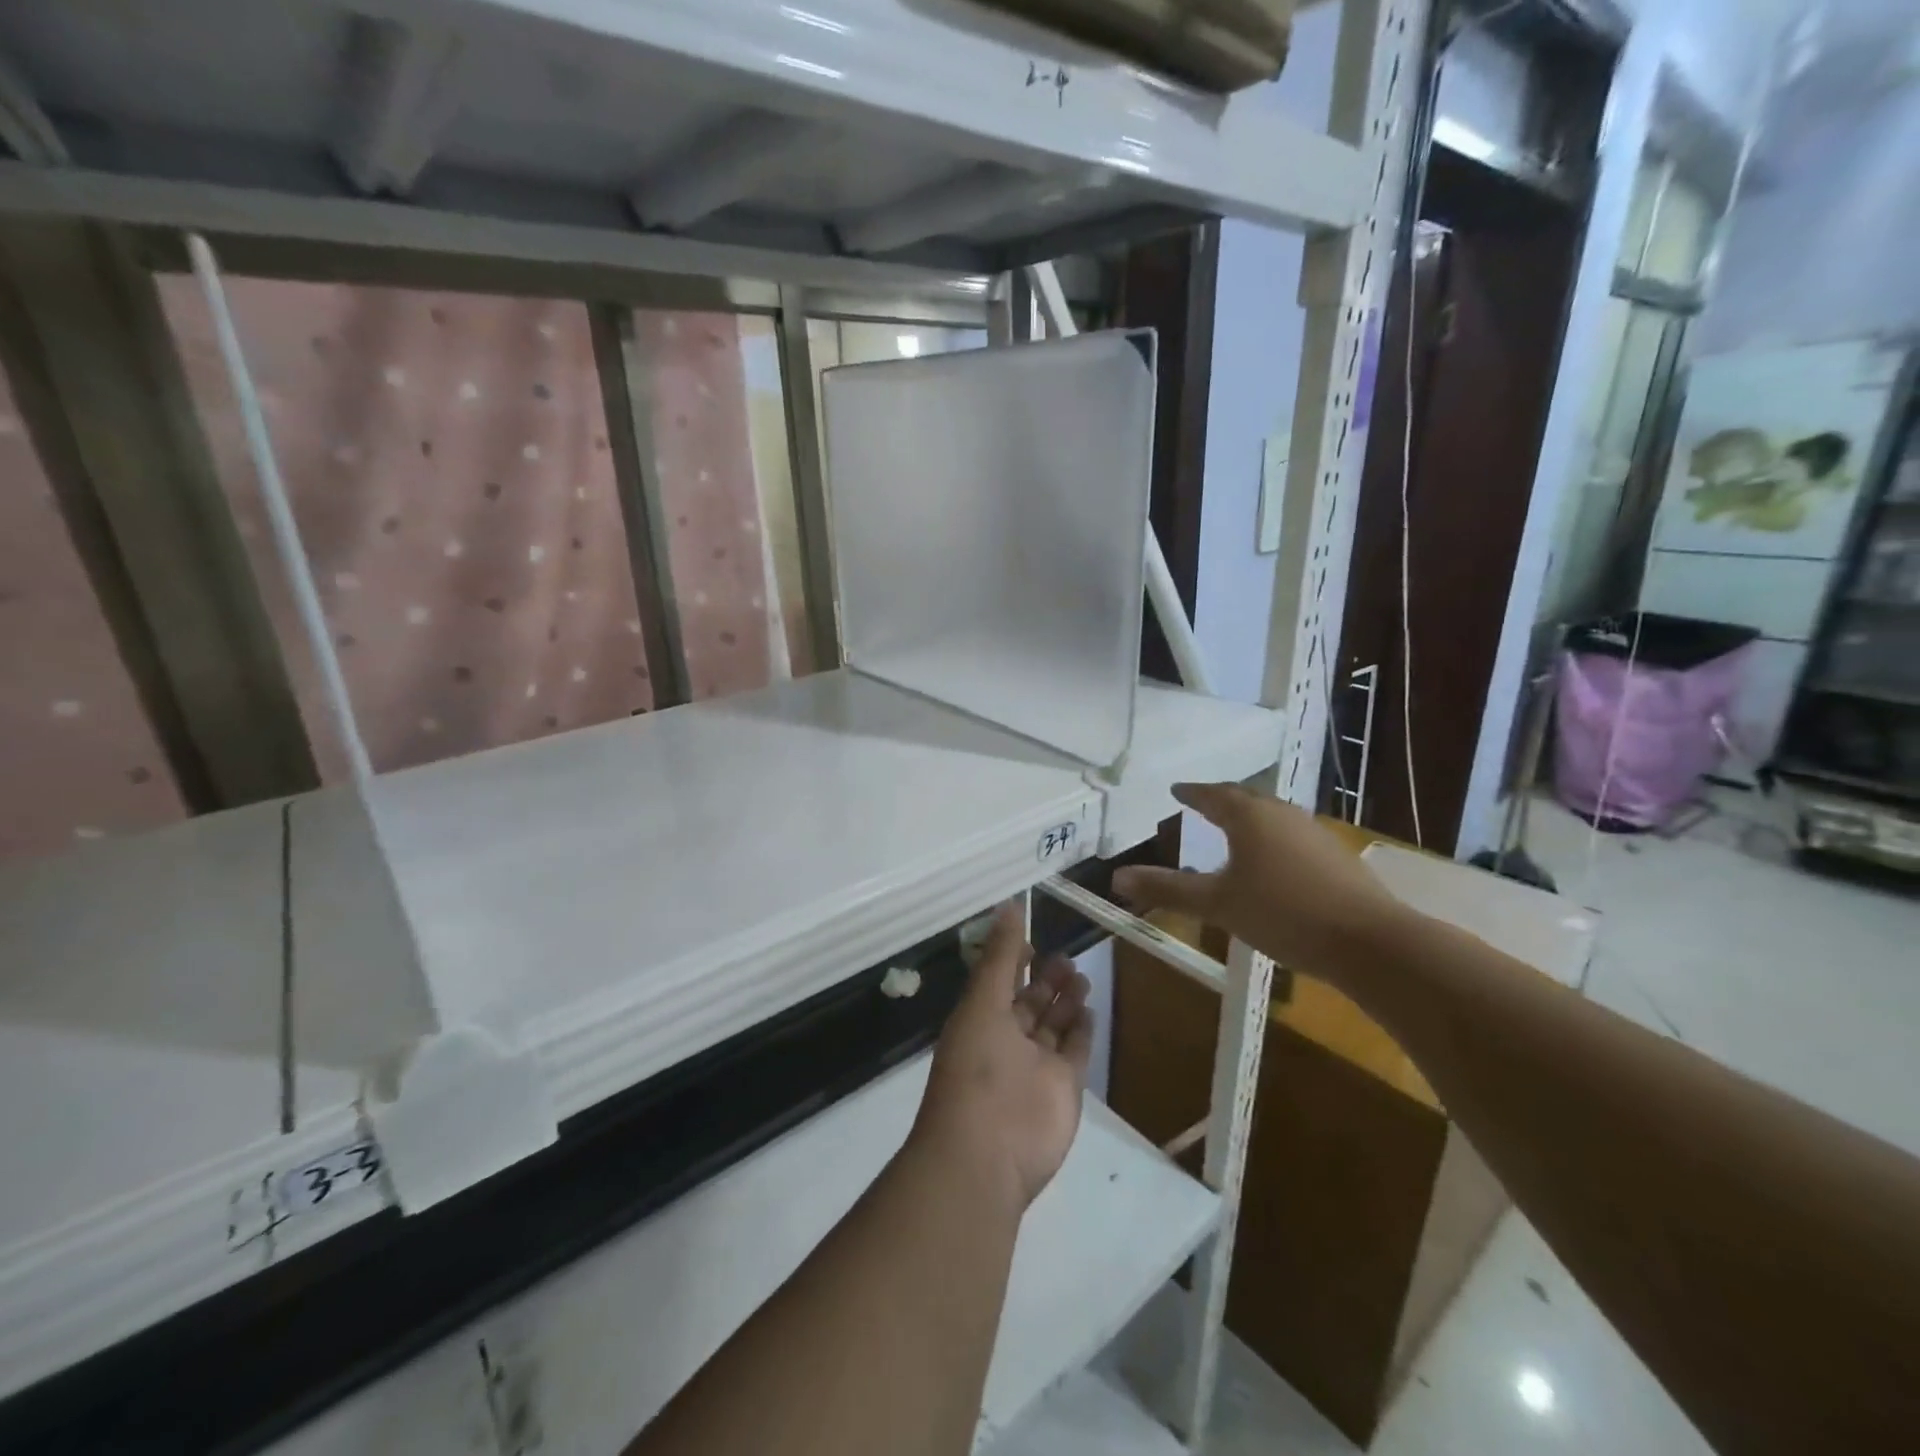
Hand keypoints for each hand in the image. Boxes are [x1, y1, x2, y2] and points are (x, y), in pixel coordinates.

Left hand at [913, 905, 1092, 1209]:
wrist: (987, 1153)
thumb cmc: (977, 1068)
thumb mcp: (982, 1002)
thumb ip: (999, 956)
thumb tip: (1009, 905)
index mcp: (979, 1019)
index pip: (998, 982)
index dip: (1013, 960)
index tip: (1031, 936)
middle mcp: (1006, 1040)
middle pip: (1029, 1003)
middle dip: (1045, 980)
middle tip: (1066, 955)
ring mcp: (1036, 1066)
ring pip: (1053, 1025)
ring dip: (1065, 1001)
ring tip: (1080, 975)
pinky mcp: (1064, 1088)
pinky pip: (1074, 1052)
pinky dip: (1081, 1031)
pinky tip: (1089, 1009)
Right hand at [1111, 782, 1402, 978]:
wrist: (1369, 941)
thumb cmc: (1282, 912)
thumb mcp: (1217, 904)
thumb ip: (1168, 889)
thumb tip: (1117, 876)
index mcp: (1249, 817)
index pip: (1213, 795)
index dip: (1192, 793)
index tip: (1177, 789)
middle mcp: (1282, 815)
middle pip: (1246, 799)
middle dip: (1221, 799)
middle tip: (1202, 803)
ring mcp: (1314, 833)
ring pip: (1272, 816)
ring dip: (1249, 818)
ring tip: (1234, 829)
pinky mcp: (1336, 856)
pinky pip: (1292, 836)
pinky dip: (1272, 839)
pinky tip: (1273, 862)